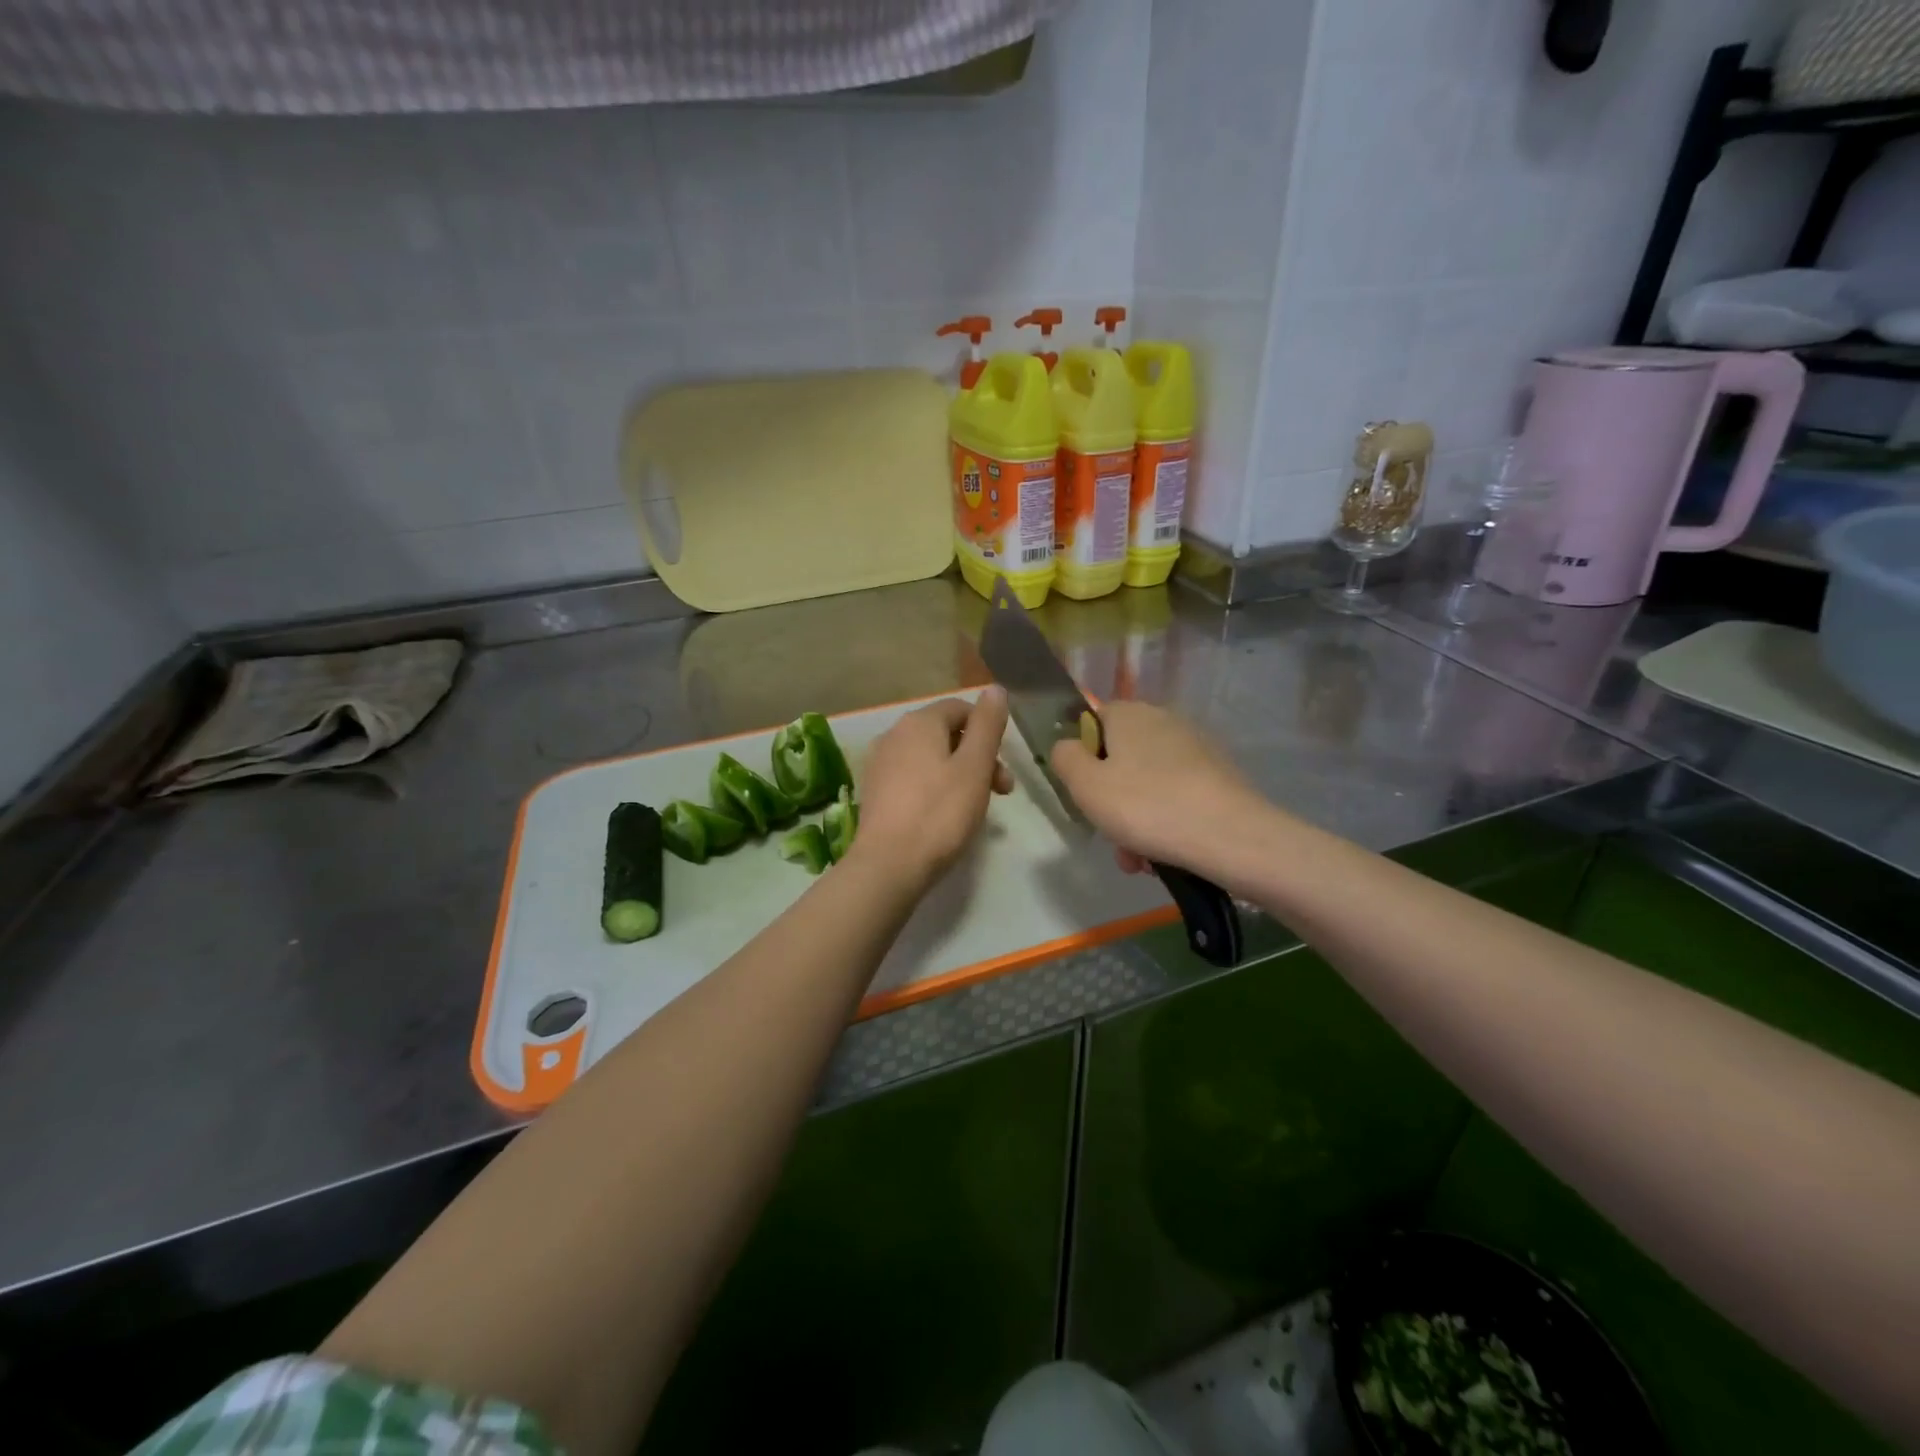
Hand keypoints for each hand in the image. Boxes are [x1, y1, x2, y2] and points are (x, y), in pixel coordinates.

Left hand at [851, 689, 1012, 889]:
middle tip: (1001, 792)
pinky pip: (913, 777)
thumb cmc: (940, 813)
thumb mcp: (974, 766)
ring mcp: (880, 763)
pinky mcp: (875, 791)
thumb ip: (987, 725)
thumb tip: (994, 689)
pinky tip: (944, 816)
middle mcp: (894, 734)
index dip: (988, 731)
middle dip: (978, 757)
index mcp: (919, 722)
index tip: (1004, 767)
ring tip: (975, 807)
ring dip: (959, 774)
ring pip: (930, 757)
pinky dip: (934, 787)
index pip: (961, 708)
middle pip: (945, 733)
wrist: (889, 864)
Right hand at [1049, 700, 1267, 877]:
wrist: (1231, 836)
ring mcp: (1196, 748)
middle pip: (1122, 758)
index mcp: (1129, 714)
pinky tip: (1167, 855)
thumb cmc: (1146, 807)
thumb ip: (1064, 758)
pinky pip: (1177, 796)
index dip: (1083, 758)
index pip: (1093, 723)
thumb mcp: (1085, 785)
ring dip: (1136, 820)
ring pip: (1148, 783)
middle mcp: (1164, 720)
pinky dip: (1167, 822)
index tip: (1086, 793)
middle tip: (1112, 837)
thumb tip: (1067, 746)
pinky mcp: (1219, 776)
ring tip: (1139, 860)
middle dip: (1112, 800)